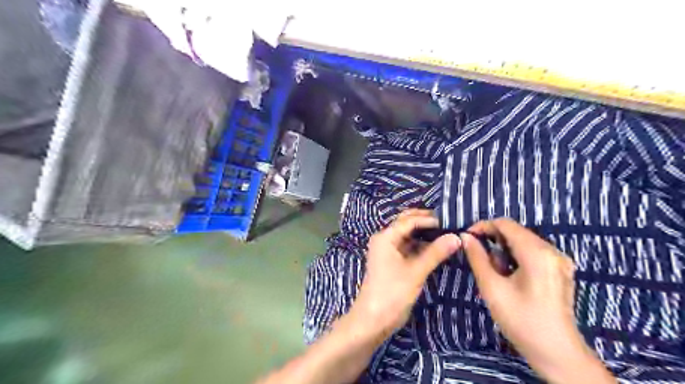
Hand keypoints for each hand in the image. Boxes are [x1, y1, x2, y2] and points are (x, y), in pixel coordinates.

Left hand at [353, 208, 459, 337]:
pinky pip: (409, 247)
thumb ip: (436, 252)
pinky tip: (438, 246)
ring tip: (447, 233)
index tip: (450, 221)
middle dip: (426, 221)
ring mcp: (389, 250)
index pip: (410, 220)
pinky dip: (422, 245)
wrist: (374, 319)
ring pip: (409, 235)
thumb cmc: (392, 292)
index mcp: (386, 237)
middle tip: (449, 223)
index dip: (429, 219)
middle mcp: (385, 239)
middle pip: (407, 223)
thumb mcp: (416, 271)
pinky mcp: (393, 261)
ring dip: (425, 233)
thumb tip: (456, 237)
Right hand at [463, 218, 612, 383]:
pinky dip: (516, 258)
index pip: (506, 224)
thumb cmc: (521, 320)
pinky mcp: (560, 270)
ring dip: (504, 251)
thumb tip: (465, 237)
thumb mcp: (492, 288)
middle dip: (493, 241)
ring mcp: (559, 260)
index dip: (483, 226)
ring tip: (496, 274)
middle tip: (479, 260)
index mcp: (537, 253)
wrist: (556, 353)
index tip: (467, 238)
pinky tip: (510, 277)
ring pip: (523, 242)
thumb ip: (477, 258)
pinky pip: (532, 253)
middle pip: (515, 232)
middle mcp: (552, 250)